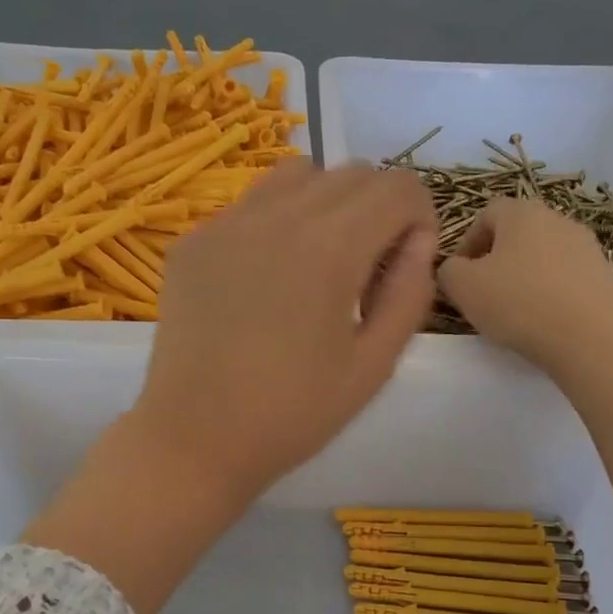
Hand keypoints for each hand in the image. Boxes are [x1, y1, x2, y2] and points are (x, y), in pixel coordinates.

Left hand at [131, 161, 437, 501]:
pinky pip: (250, 204)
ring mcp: (227, 223)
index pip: (398, 187)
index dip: (419, 219)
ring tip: (317, 263)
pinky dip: (276, 221)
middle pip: (353, 173)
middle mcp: (278, 216)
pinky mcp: (193, 240)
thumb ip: (409, 294)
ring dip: (326, 203)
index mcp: (330, 248)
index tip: (404, 266)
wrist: (195, 439)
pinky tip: (264, 279)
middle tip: (364, 273)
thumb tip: (418, 241)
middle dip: (377, 210)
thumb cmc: (292, 414)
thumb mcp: (373, 366)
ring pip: (297, 174)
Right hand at [436, 197, 612, 376]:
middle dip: (495, 260)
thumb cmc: (519, 303)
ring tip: (513, 311)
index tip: (459, 276)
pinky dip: (549, 292)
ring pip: (542, 255)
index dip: (466, 242)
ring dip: (523, 276)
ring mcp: (586, 246)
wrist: (593, 337)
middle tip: (482, 295)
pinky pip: (564, 277)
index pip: (486, 214)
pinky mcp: (604, 274)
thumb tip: (454, 269)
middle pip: (516, 233)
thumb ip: (448, 271)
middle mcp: (557, 218)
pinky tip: (543, 320)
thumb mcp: (463, 287)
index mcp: (521, 212)